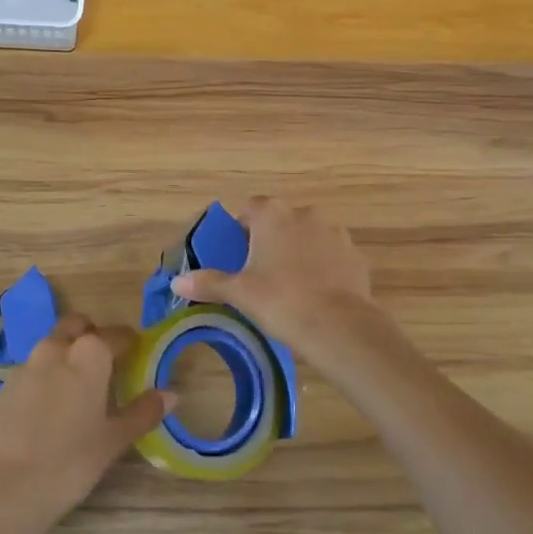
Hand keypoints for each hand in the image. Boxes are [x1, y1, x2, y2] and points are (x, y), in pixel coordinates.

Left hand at [0, 313, 173, 525]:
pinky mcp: (1, 387)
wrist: (3, 489)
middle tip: (103, 363)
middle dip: (91, 335)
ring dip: (65, 354)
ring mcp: (25, 365)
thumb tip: (171, 395)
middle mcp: (56, 349)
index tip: (136, 355)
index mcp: (89, 354)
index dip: (129, 343)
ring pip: (51, 346)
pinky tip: (45, 411)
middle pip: (77, 326)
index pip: (117, 335)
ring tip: (75, 388)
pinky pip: (30, 371)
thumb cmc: (70, 462)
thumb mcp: (113, 441)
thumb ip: (143, 412)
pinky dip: (42, 378)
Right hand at [172, 197, 386, 359]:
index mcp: (272, 215)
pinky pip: (333, 255)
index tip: (238, 252)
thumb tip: (176, 282)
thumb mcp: (239, 293)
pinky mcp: (355, 255)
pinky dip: (325, 267)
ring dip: (300, 251)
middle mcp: (305, 214)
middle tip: (261, 272)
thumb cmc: (280, 300)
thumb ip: (208, 283)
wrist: (339, 326)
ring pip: (309, 235)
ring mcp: (335, 232)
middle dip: (271, 239)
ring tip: (292, 285)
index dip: (242, 227)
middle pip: (281, 220)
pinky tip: (318, 294)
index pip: (251, 207)